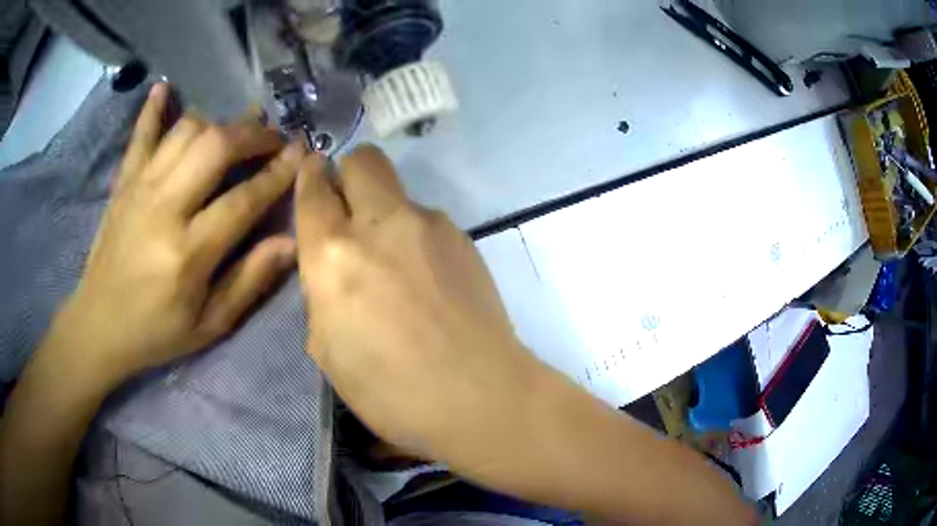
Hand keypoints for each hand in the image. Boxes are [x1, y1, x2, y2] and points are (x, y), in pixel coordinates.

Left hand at [58, 83, 301, 384]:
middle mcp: (163, 209)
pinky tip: (166, 88)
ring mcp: (139, 189)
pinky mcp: (123, 183)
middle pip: (216, 147)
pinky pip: (141, 135)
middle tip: (272, 138)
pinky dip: (154, 109)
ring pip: (186, 131)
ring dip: (218, 123)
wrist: (98, 326)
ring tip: (235, 131)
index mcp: (188, 253)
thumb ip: (249, 282)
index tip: (301, 153)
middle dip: (253, 135)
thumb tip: (291, 242)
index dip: (277, 173)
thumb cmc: (156, 332)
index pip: (244, 199)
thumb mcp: (209, 325)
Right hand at [295, 145, 539, 460]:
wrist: (481, 395)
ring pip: (398, 193)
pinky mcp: (464, 238)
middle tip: (348, 210)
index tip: (310, 173)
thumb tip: (330, 268)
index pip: (313, 190)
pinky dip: (416, 237)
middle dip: (349, 174)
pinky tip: (428, 280)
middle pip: (363, 160)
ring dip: (385, 213)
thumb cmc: (392, 391)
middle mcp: (381, 224)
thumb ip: (321, 294)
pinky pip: (427, 221)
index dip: (308, 175)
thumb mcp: (328, 350)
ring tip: (396, 265)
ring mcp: (430, 225)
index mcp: (334, 255)